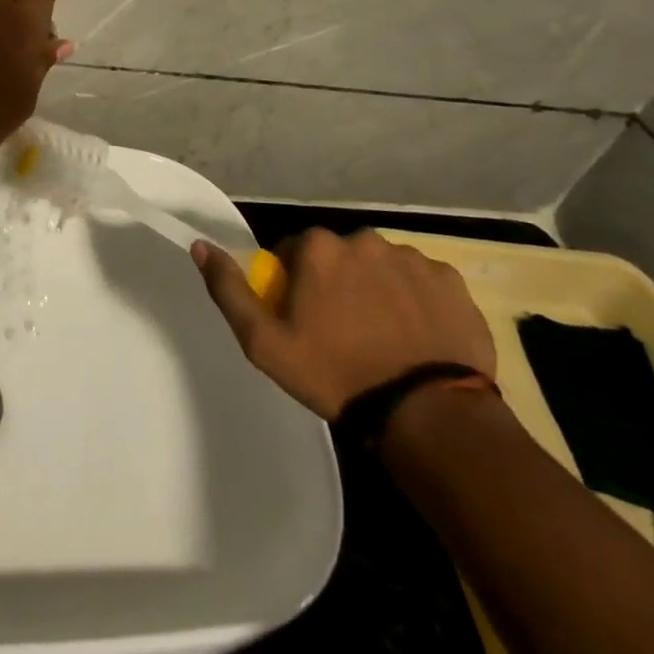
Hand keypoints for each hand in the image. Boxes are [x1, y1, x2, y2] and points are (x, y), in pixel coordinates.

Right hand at [192, 228, 494, 419]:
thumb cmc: (336, 375)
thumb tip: (201, 245)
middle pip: (339, 257)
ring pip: (380, 268)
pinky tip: (416, 338)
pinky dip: (416, 303)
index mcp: (319, 247)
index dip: (294, 286)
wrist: (427, 414)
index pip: (293, 253)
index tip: (303, 321)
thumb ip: (229, 289)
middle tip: (342, 333)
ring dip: (376, 291)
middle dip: (336, 284)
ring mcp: (412, 258)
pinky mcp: (452, 282)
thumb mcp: (264, 343)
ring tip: (383, 339)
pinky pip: (422, 284)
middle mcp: (364, 239)